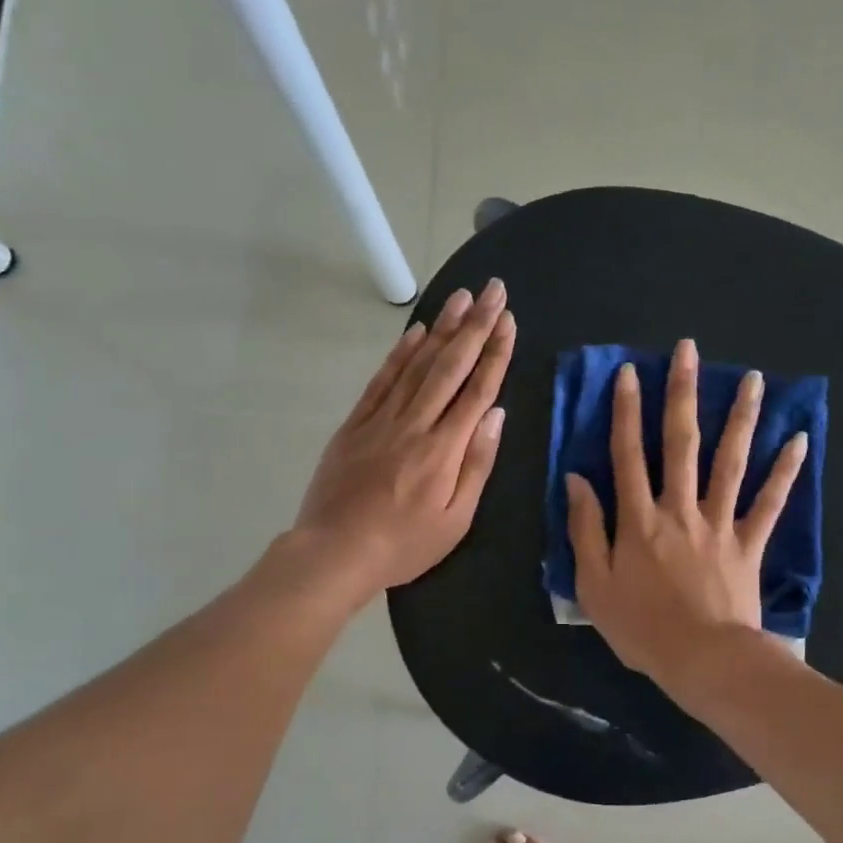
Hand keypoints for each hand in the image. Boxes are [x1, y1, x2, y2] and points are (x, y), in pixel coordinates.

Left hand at [294, 278, 515, 598]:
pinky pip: (382, 380)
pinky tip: (416, 333)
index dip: (495, 352)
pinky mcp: (355, 424)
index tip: (508, 320)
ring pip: (416, 364)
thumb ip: (477, 465)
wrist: (333, 552)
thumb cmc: (403, 545)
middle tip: (492, 289)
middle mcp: (415, 424)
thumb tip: (496, 415)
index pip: (477, 390)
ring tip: (460, 297)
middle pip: (450, 366)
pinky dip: (400, 353)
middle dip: (474, 325)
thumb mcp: (455, 520)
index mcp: (444, 450)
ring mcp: (381, 420)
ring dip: (441, 328)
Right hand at [565, 337, 806, 691]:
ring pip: (730, 461)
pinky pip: (770, 502)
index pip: (628, 455)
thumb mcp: (593, 584)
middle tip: (689, 350)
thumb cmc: (641, 628)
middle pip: (681, 443)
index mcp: (638, 520)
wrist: (703, 660)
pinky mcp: (749, 544)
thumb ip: (585, 529)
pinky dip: (785, 471)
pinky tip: (800, 438)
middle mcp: (679, 509)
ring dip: (740, 417)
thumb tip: (577, 480)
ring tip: (752, 377)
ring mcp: (719, 523)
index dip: (626, 412)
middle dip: (682, 393)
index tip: (629, 372)